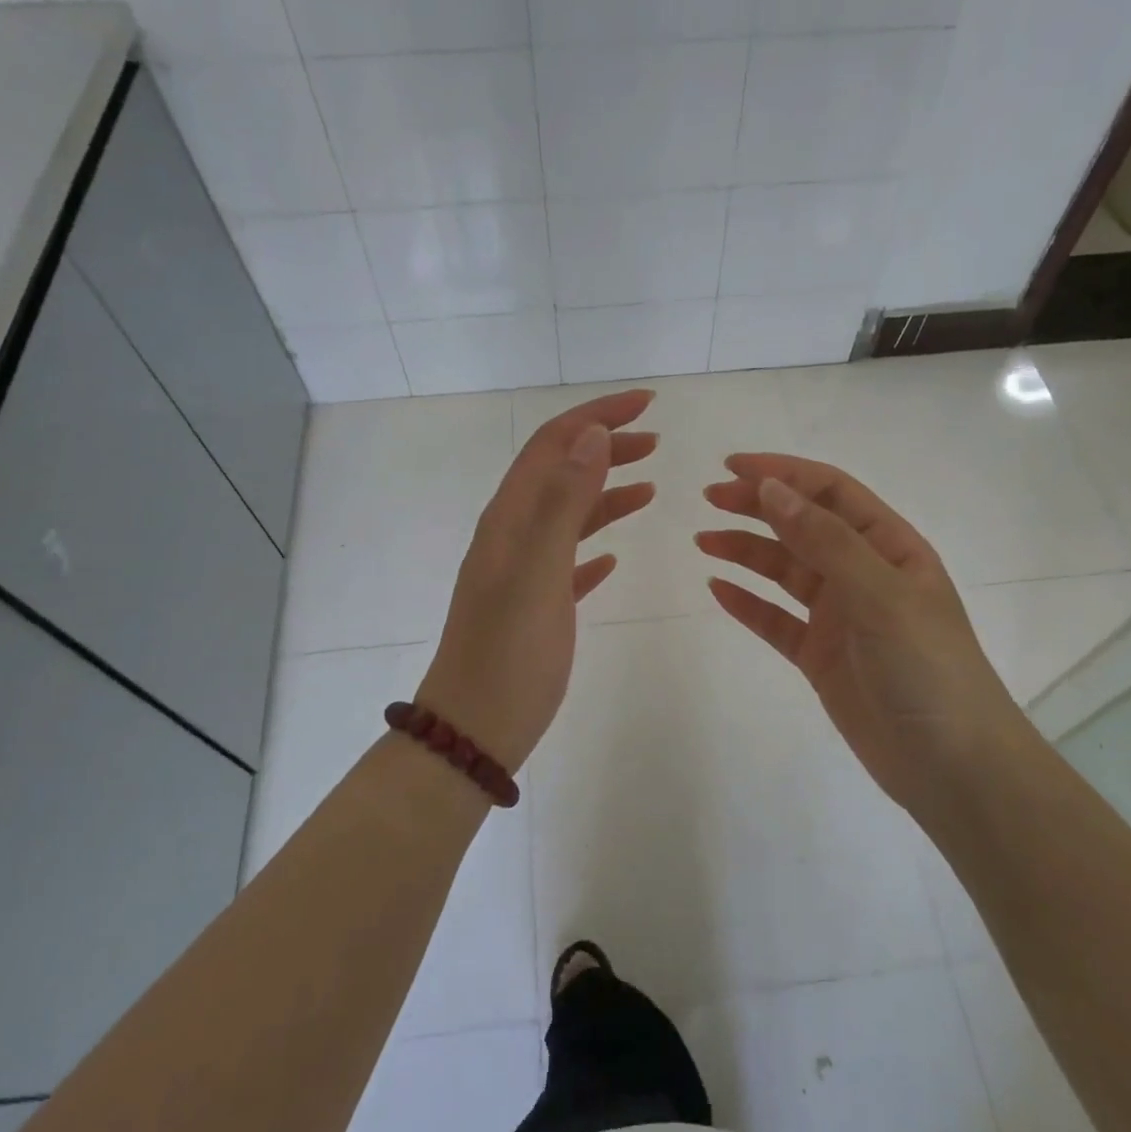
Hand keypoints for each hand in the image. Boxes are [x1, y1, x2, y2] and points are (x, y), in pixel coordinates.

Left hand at [418, 390, 657, 772]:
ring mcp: (522, 571)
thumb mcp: (537, 572)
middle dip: (605, 447)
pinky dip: (594, 544)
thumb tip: (591, 435)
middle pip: (561, 472)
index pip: (554, 444)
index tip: (647, 403)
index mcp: (510, 518)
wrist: (475, 727)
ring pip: (568, 515)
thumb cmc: (508, 652)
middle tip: (655, 440)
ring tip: (649, 484)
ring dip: (605, 492)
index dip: (597, 415)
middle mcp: (513, 534)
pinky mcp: (536, 604)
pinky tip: (615, 557)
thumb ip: (562, 502)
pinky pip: (569, 560)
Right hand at [699, 454, 1033, 817]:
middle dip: (757, 507)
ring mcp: (840, 616)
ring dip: (746, 552)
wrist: (952, 766)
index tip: (733, 467)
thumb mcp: (880, 594)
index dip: (783, 473)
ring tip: (704, 541)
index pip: (831, 492)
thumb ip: (825, 541)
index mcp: (889, 547)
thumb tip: (771, 489)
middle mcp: (863, 574)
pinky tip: (718, 590)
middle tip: (709, 499)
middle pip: (802, 526)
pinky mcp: (820, 656)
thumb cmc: (927, 667)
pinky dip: (748, 604)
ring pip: (785, 571)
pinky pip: (776, 620)